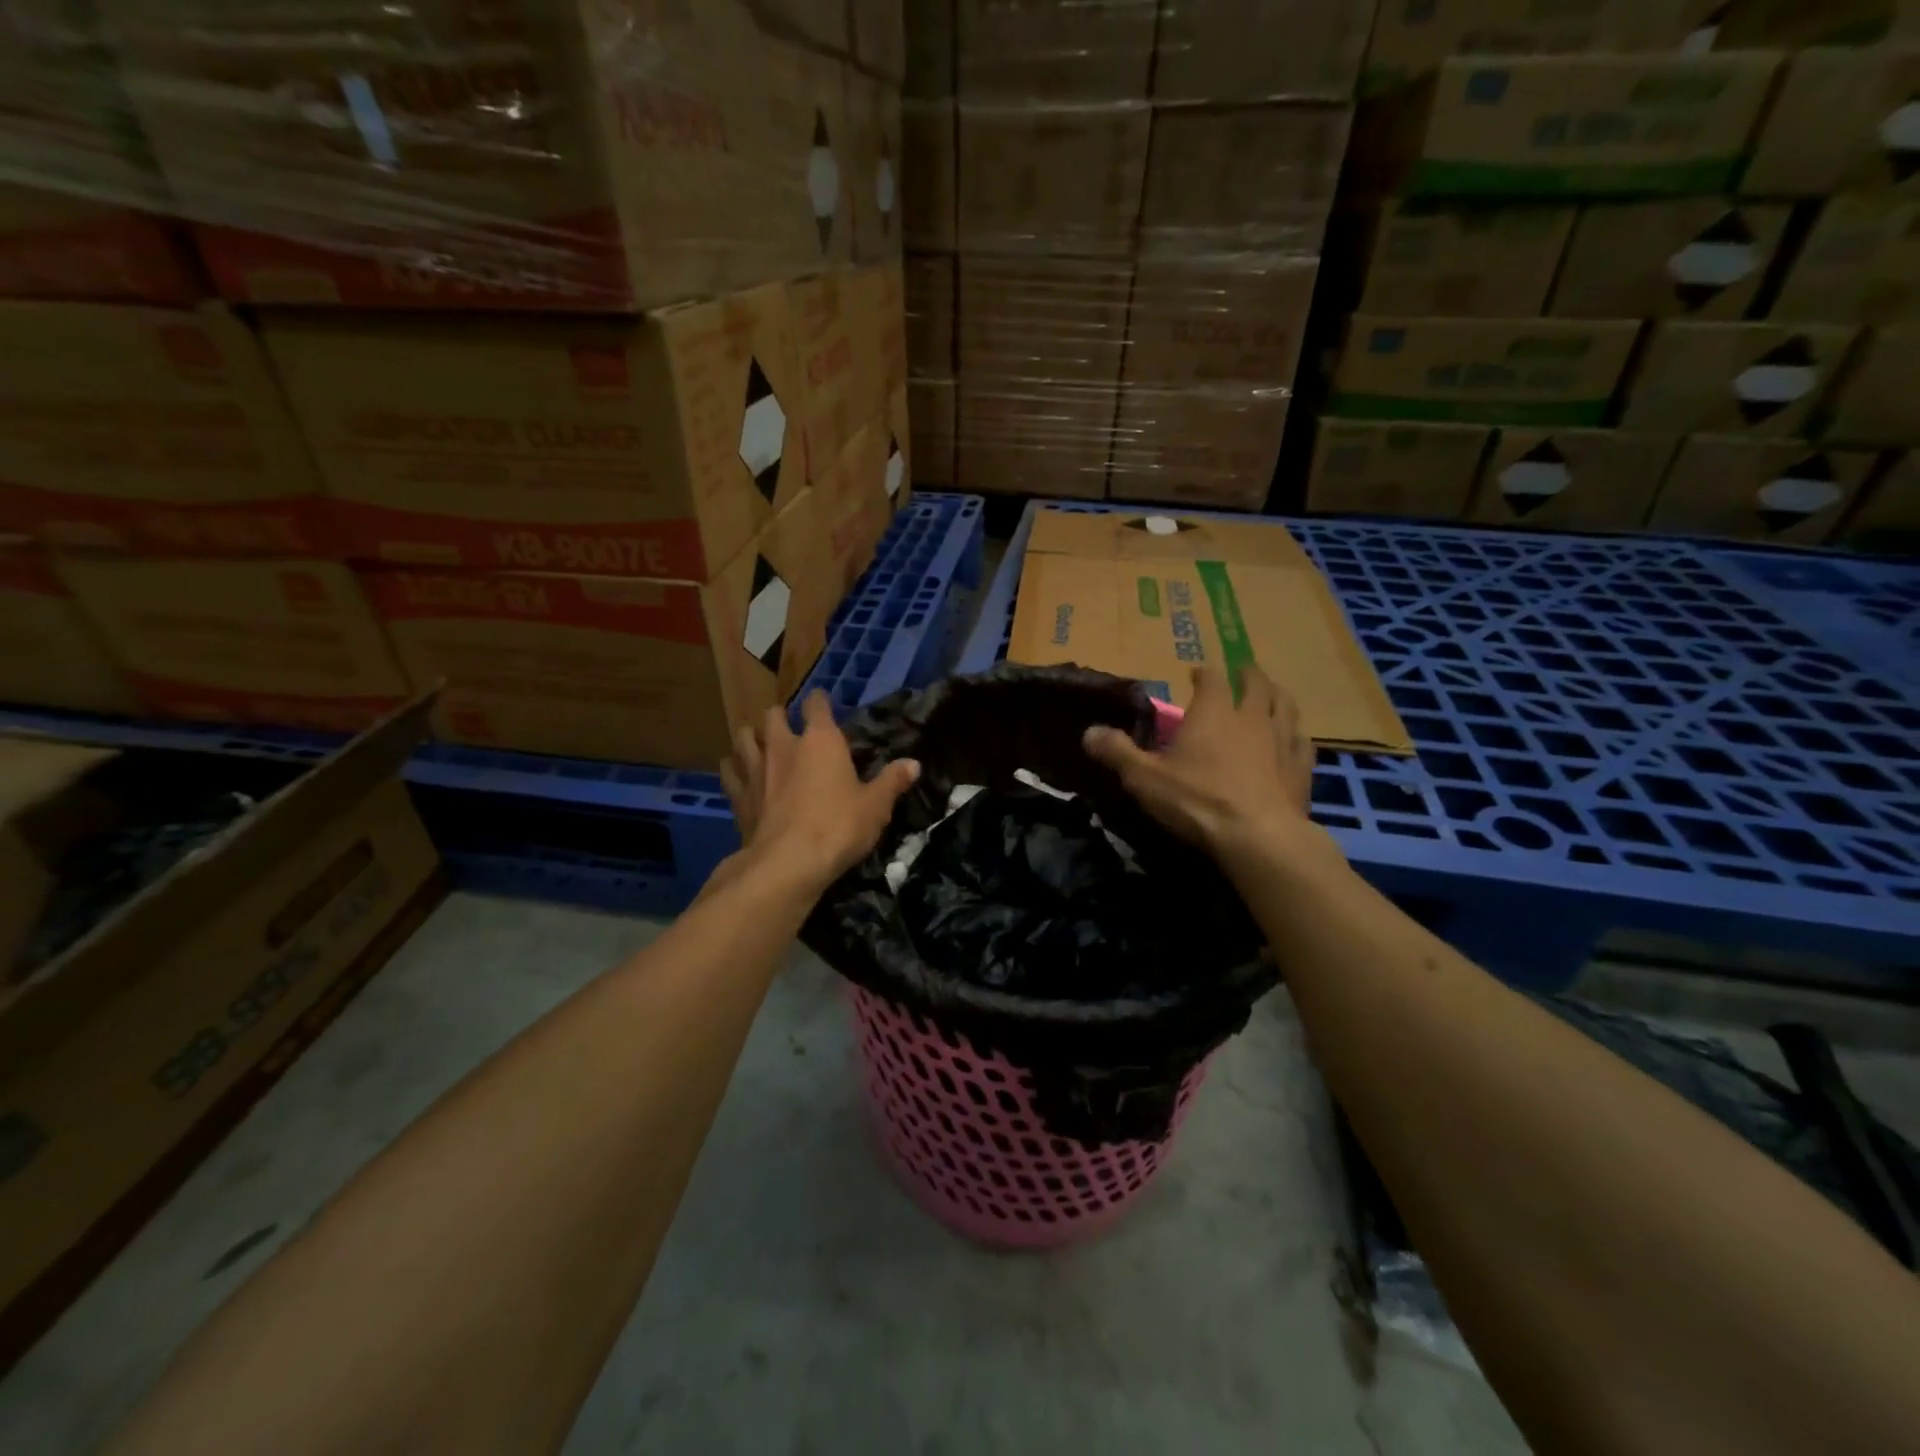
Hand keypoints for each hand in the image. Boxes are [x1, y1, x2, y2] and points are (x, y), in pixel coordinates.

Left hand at [718, 691, 919, 895]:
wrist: (788, 863)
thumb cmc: (838, 827)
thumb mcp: (876, 806)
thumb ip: (892, 782)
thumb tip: (913, 764)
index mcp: (821, 740)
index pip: (816, 704)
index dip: (820, 701)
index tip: (823, 704)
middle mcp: (783, 745)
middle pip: (772, 714)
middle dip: (780, 717)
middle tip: (791, 730)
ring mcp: (755, 768)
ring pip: (743, 736)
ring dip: (752, 737)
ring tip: (760, 745)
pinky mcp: (737, 794)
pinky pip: (728, 770)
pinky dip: (734, 768)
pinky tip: (740, 775)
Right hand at [1083, 666, 1317, 858]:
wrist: (1258, 838)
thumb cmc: (1197, 801)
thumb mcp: (1145, 778)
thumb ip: (1117, 753)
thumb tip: (1088, 732)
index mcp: (1212, 713)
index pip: (1211, 679)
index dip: (1204, 673)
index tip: (1196, 673)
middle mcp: (1251, 718)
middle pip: (1256, 685)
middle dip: (1247, 676)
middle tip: (1243, 674)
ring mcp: (1282, 741)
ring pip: (1286, 706)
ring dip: (1277, 696)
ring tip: (1273, 695)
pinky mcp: (1301, 769)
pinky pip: (1302, 741)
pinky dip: (1296, 734)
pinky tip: (1294, 739)